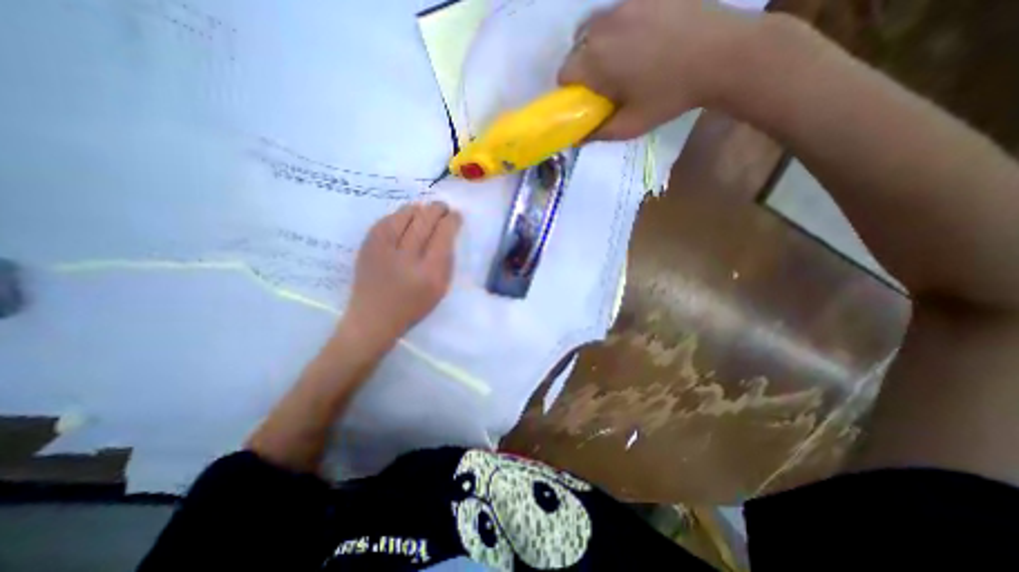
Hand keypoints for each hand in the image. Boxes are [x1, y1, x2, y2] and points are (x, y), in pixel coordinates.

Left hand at [341, 202, 461, 353]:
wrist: (373, 318)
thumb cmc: (413, 306)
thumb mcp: (440, 289)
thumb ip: (447, 261)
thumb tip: (448, 232)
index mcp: (430, 273)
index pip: (444, 235)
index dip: (451, 220)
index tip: (455, 216)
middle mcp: (408, 259)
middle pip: (425, 221)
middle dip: (437, 209)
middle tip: (442, 207)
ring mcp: (384, 250)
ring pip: (405, 216)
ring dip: (418, 209)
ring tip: (424, 210)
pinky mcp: (367, 246)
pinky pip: (386, 220)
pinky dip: (399, 215)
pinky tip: (405, 217)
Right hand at [562, 0, 758, 141]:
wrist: (721, 55)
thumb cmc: (669, 97)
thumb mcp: (629, 126)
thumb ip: (598, 133)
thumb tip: (578, 138)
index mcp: (595, 60)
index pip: (564, 73)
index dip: (571, 90)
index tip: (587, 99)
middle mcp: (603, 26)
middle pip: (576, 47)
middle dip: (583, 66)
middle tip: (605, 81)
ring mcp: (625, 3)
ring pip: (595, 26)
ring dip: (598, 44)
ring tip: (623, 58)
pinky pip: (619, 11)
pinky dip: (619, 27)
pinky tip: (641, 39)